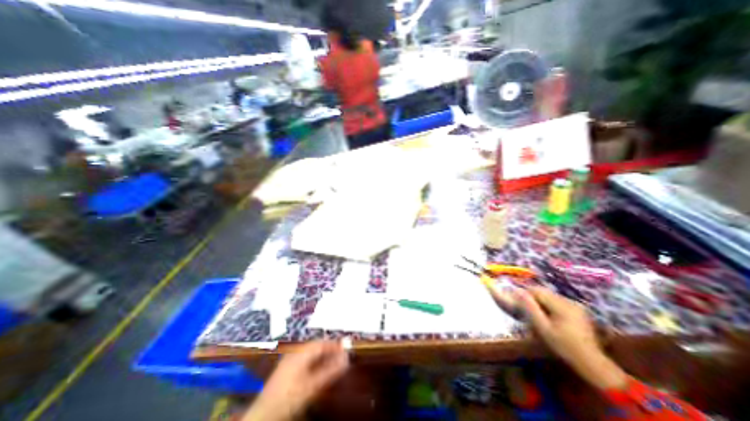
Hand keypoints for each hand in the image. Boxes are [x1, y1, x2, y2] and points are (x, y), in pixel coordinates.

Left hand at [245, 342, 353, 419]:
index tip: (346, 348)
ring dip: (323, 356)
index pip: (322, 343)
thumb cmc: (289, 397)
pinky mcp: (286, 367)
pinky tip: (319, 369)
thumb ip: (330, 371)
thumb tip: (347, 359)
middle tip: (341, 356)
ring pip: (311, 352)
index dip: (335, 345)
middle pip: (317, 346)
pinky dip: (315, 361)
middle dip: (330, 350)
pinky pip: (305, 358)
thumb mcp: (313, 385)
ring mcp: (290, 358)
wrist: (263, 413)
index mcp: (302, 352)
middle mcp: (296, 351)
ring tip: (333, 362)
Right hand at [519, 285, 627, 390]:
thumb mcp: (542, 327)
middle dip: (533, 297)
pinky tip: (549, 316)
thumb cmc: (563, 345)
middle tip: (525, 308)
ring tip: (537, 313)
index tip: (517, 302)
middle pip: (544, 292)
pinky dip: (550, 305)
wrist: (591, 363)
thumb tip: (517, 291)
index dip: (525, 293)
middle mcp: (569, 301)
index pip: (537, 290)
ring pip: (551, 296)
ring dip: (541, 301)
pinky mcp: (579, 311)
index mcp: (560, 304)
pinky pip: (558, 302)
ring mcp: (576, 305)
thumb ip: (530, 307)